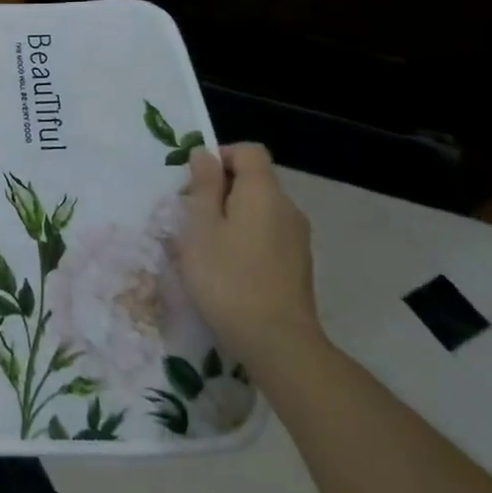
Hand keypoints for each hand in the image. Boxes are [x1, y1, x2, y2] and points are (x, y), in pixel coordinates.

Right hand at [176, 143, 322, 371]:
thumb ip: (204, 185)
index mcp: (263, 192)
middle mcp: (287, 208)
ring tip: (207, 248)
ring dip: (233, 217)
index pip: (249, 151)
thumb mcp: (201, 226)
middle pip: (254, 180)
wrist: (277, 341)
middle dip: (222, 190)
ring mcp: (297, 238)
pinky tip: (229, 269)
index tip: (196, 182)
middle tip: (193, 219)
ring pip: (260, 210)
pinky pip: (268, 235)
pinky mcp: (298, 265)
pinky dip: (247, 239)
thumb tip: (206, 154)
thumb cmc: (227, 277)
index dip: (221, 157)